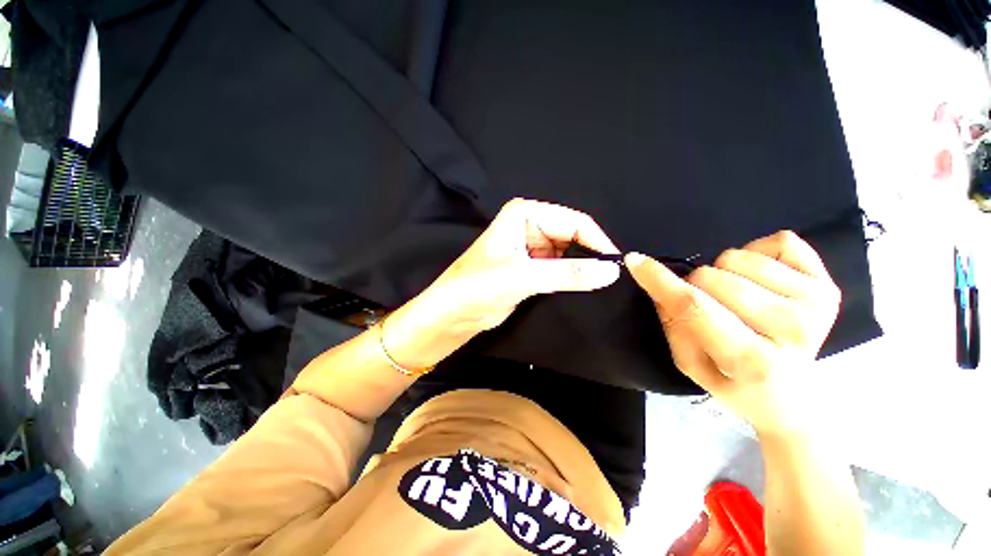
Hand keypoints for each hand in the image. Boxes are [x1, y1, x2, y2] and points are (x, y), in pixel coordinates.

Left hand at [384, 199, 621, 368]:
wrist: (454, 313)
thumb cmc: (478, 287)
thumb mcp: (523, 277)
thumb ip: (568, 274)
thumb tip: (611, 272)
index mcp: (525, 215)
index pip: (573, 221)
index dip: (597, 241)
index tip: (617, 265)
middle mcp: (530, 226)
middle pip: (573, 235)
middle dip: (590, 254)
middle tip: (611, 278)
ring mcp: (531, 247)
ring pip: (568, 253)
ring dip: (582, 267)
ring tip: (600, 284)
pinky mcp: (532, 267)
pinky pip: (560, 267)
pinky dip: (571, 276)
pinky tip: (583, 286)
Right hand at [625, 231, 841, 435]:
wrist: (794, 400)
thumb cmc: (735, 384)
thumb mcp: (690, 365)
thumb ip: (673, 324)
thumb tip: (660, 284)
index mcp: (752, 360)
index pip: (695, 307)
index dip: (660, 281)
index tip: (635, 261)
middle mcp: (791, 329)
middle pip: (711, 277)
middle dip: (695, 286)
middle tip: (709, 307)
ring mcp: (816, 304)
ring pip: (737, 258)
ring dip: (724, 274)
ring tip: (737, 300)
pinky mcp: (829, 286)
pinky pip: (779, 241)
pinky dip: (758, 255)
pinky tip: (761, 283)